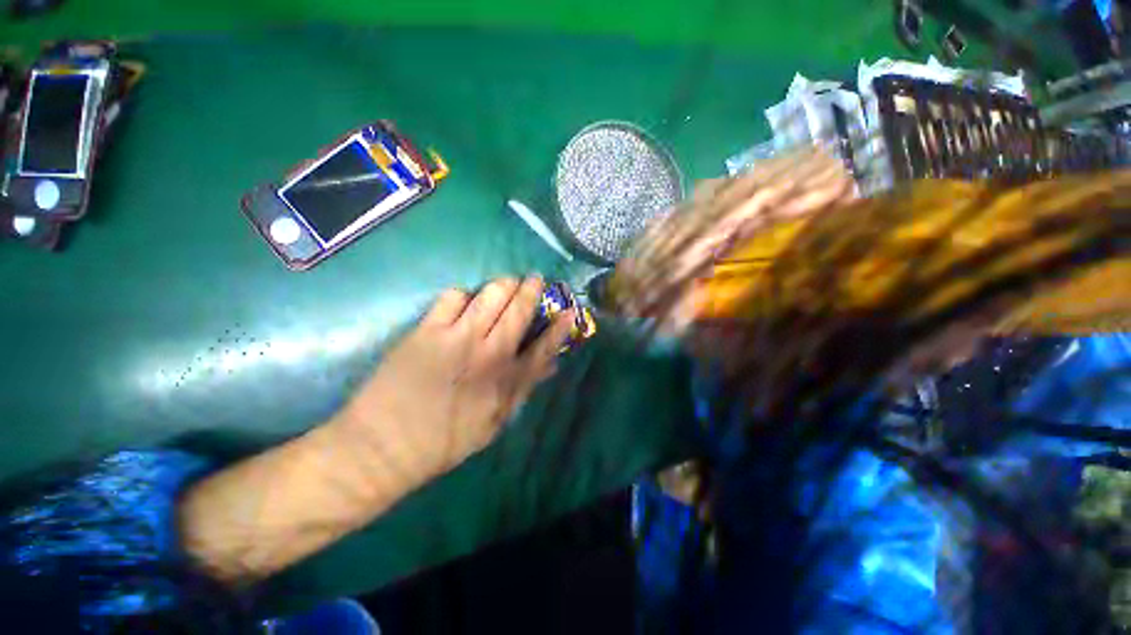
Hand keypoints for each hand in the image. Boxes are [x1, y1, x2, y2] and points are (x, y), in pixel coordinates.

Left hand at [337, 276, 575, 483]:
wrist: (385, 447)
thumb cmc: (446, 440)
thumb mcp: (495, 422)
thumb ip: (524, 389)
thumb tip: (551, 365)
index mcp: (507, 380)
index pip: (544, 345)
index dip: (560, 326)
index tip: (570, 309)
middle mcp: (489, 352)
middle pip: (519, 309)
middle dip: (532, 288)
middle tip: (535, 280)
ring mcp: (458, 337)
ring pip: (491, 293)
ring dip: (504, 284)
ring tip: (506, 284)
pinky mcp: (428, 330)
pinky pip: (453, 296)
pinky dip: (464, 295)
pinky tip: (463, 303)